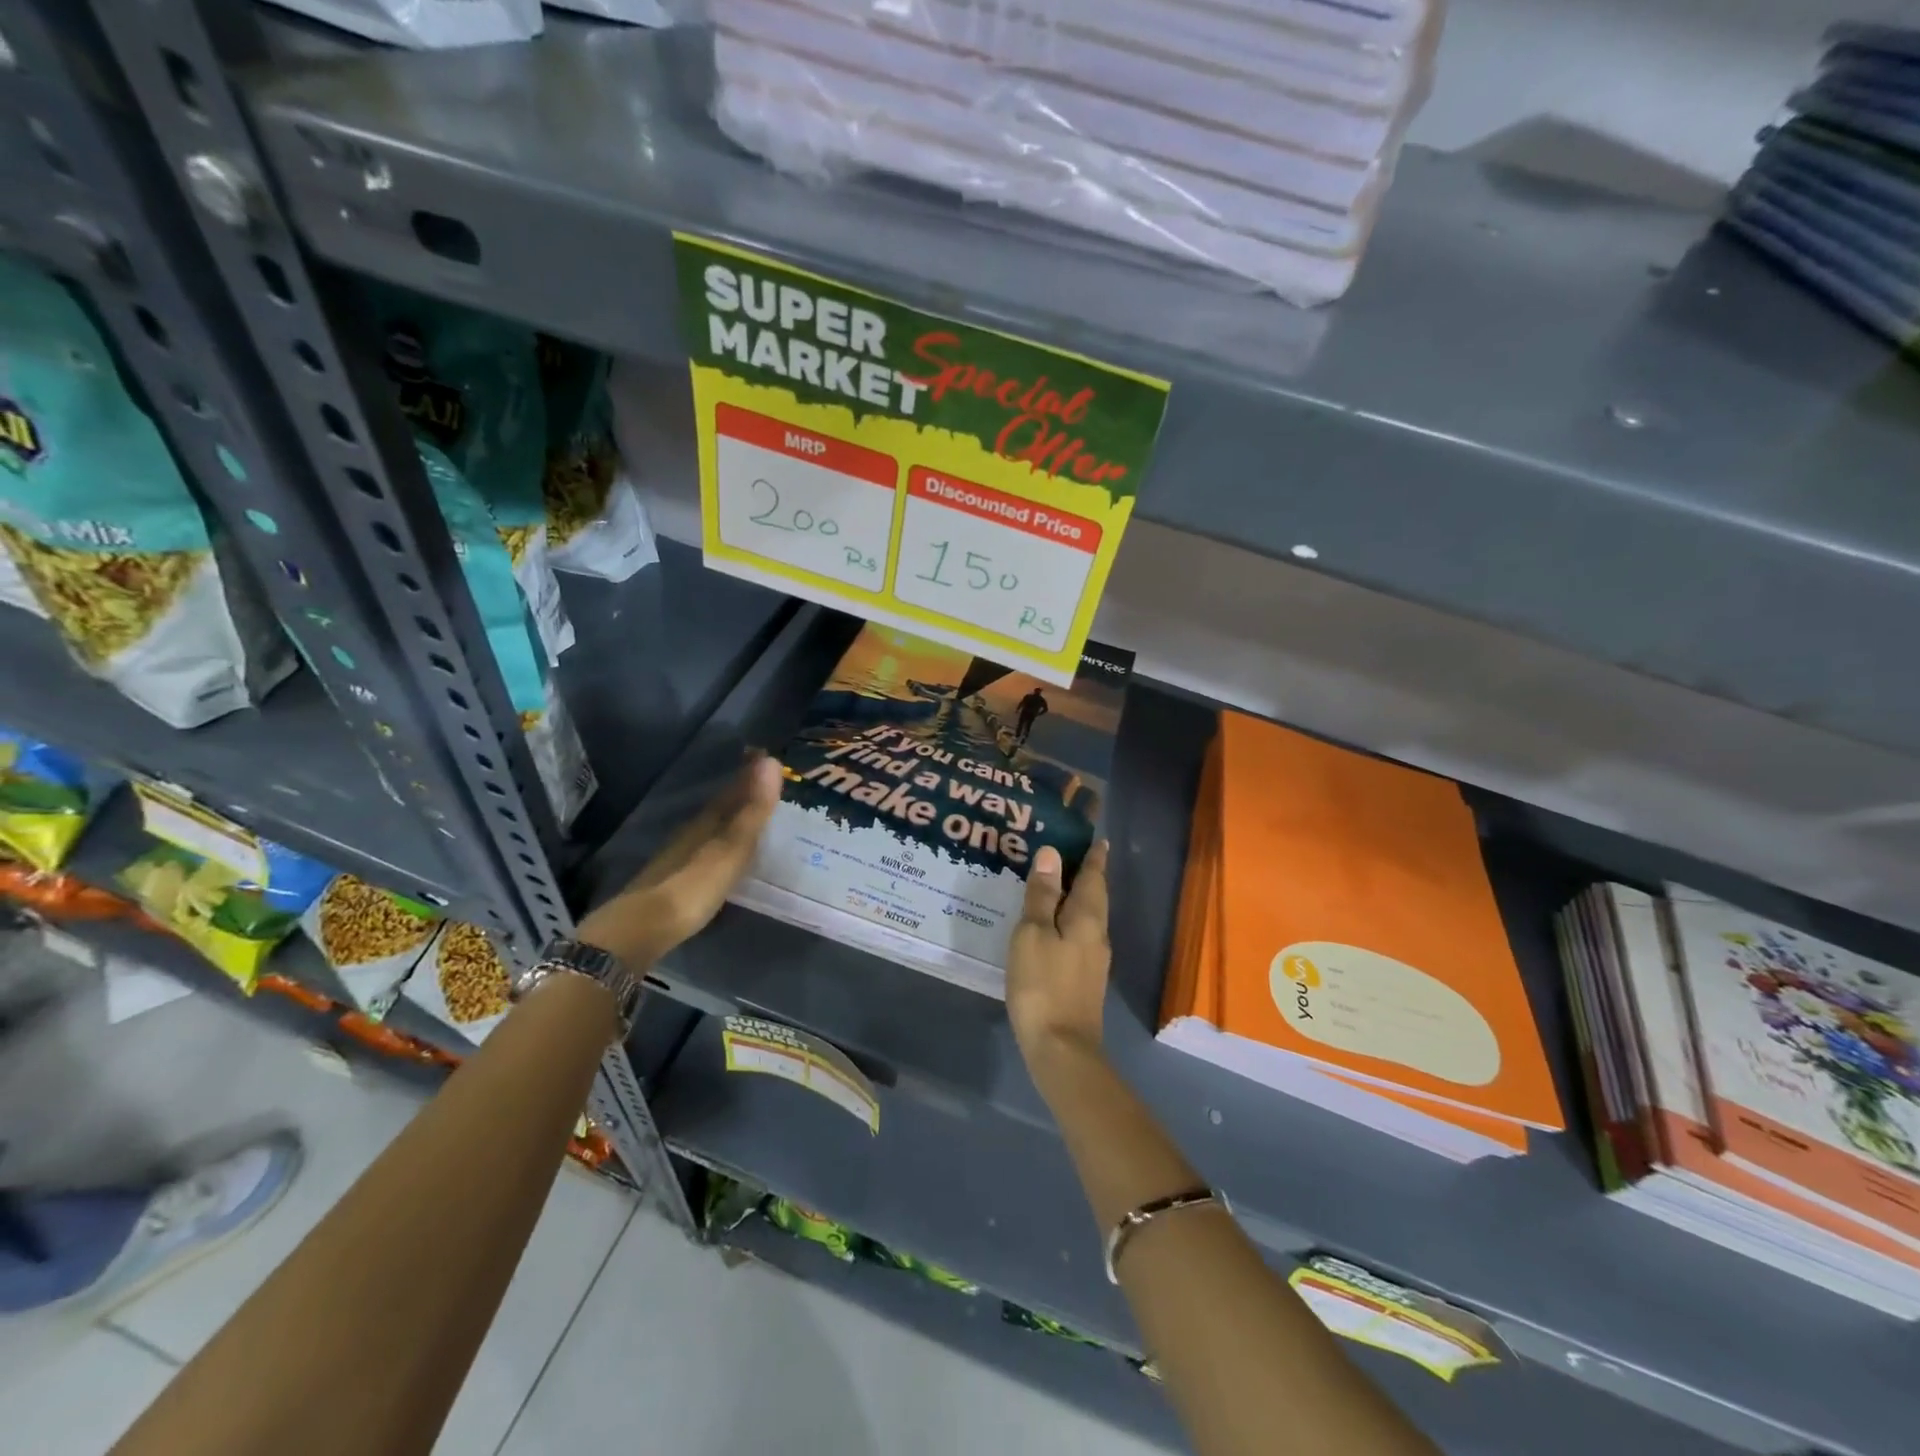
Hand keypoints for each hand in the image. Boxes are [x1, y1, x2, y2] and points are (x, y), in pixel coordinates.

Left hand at [576, 755, 781, 968]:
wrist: (643, 928)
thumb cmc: (694, 885)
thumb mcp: (731, 848)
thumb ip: (752, 810)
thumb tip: (771, 761)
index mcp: (707, 822)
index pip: (733, 790)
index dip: (749, 773)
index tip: (765, 754)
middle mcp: (692, 833)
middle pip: (721, 806)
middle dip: (741, 793)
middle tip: (764, 780)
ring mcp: (680, 857)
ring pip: (712, 828)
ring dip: (731, 818)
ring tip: (751, 814)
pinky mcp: (676, 881)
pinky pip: (706, 849)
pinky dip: (721, 842)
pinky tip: (725, 852)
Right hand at [1006, 840, 1110, 1067]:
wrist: (1061, 1048)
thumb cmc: (1043, 984)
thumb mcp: (1032, 934)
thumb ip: (1041, 895)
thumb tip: (1051, 854)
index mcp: (1087, 918)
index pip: (1093, 877)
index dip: (1094, 857)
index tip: (1099, 839)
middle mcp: (1097, 935)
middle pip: (1094, 896)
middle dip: (1086, 875)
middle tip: (1071, 853)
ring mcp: (1093, 960)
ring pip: (1087, 917)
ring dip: (1075, 898)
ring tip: (1055, 884)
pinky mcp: (1083, 980)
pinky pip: (1078, 936)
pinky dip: (1067, 921)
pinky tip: (1050, 926)